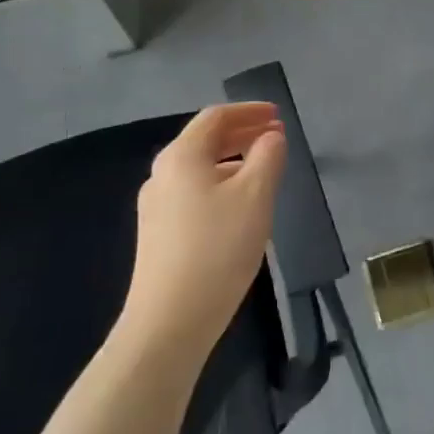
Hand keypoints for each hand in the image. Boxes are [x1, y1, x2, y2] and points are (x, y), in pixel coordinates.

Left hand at [123, 103, 285, 359]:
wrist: (169, 322)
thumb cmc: (218, 248)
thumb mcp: (255, 195)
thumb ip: (268, 156)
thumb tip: (271, 137)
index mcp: (181, 156)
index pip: (216, 117)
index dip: (249, 111)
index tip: (278, 115)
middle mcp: (162, 174)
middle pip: (205, 140)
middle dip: (242, 133)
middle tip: (276, 137)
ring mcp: (156, 206)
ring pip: (200, 168)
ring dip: (233, 160)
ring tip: (264, 169)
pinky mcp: (158, 234)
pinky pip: (194, 192)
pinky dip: (221, 183)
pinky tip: (240, 204)